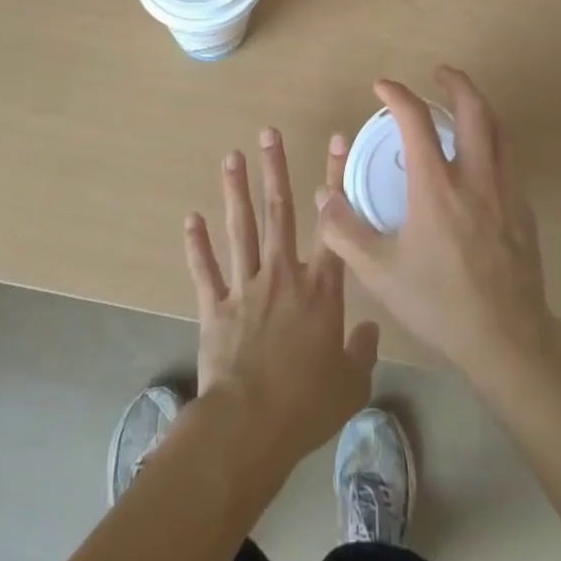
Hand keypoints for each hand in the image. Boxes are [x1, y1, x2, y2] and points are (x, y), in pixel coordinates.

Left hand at [184, 128, 380, 471]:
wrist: (250, 427)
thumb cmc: (306, 405)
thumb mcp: (351, 385)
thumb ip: (363, 352)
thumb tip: (370, 330)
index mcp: (320, 288)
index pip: (332, 223)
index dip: (335, 179)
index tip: (335, 140)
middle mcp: (283, 275)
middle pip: (279, 211)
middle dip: (274, 169)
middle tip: (268, 134)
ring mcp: (246, 287)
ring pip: (241, 229)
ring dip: (235, 192)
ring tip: (231, 158)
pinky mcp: (215, 307)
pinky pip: (205, 270)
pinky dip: (197, 245)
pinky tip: (191, 218)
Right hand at [315, 66, 555, 385]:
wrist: (508, 339)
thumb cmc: (439, 303)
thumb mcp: (380, 273)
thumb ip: (346, 231)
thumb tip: (324, 195)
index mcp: (437, 185)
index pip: (416, 119)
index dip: (397, 94)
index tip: (382, 86)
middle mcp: (475, 176)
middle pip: (474, 108)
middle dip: (455, 81)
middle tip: (437, 74)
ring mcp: (505, 190)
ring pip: (499, 128)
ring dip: (479, 106)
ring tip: (462, 104)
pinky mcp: (524, 209)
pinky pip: (509, 159)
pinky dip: (493, 141)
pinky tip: (480, 160)